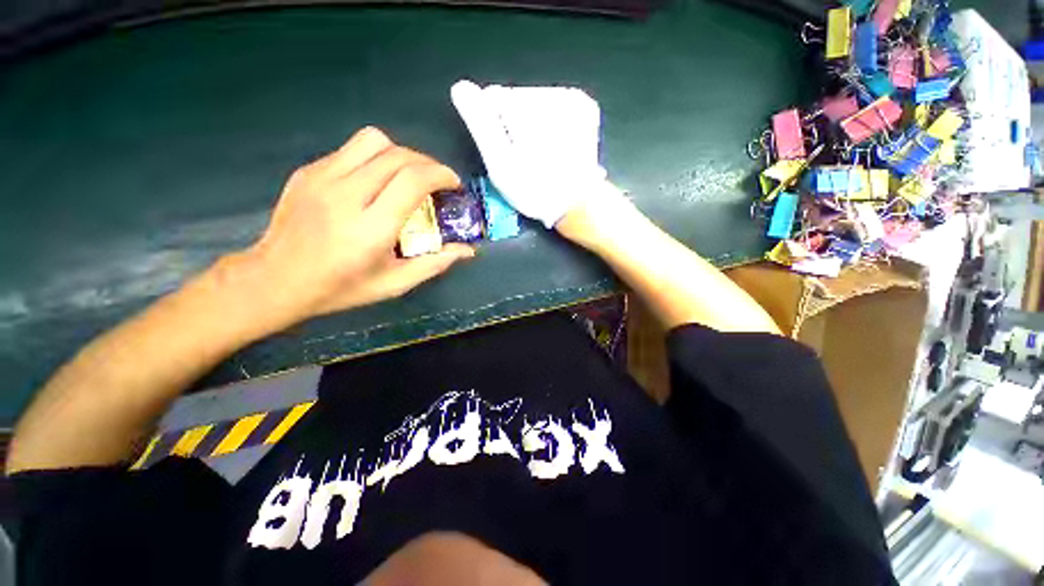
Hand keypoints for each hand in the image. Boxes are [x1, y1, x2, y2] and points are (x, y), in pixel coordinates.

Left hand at [224, 127, 474, 329]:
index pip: (412, 180)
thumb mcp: (394, 284)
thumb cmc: (341, 288)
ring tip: (407, 177)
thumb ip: (435, 264)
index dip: (441, 175)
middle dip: (428, 163)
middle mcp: (346, 195)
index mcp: (370, 228)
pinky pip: (351, 150)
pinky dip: (375, 159)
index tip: (453, 185)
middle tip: (437, 182)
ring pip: (373, 140)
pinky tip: (376, 182)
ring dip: (401, 154)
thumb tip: (467, 251)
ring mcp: (322, 178)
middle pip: (398, 155)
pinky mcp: (308, 171)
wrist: (275, 280)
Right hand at [451, 80, 611, 227]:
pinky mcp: (585, 108)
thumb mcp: (500, 165)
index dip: (493, 127)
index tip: (506, 153)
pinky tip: (555, 144)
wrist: (576, 203)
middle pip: (516, 97)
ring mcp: (571, 99)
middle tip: (525, 157)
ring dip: (532, 123)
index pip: (493, 97)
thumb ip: (480, 124)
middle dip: (514, 124)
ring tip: (541, 154)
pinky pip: (557, 105)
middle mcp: (549, 94)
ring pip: (535, 101)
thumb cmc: (534, 190)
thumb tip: (460, 87)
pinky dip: (552, 122)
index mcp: (525, 108)